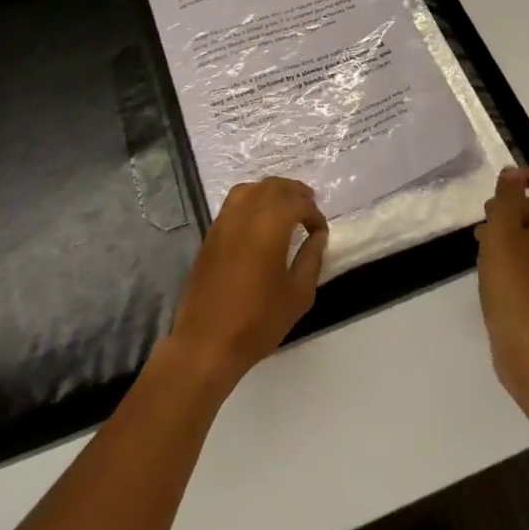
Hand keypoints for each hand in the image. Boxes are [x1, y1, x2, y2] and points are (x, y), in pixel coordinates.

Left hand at [165, 178, 328, 391]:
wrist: (206, 342)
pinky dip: (251, 200)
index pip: (297, 204)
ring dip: (271, 191)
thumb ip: (311, 259)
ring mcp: (223, 222)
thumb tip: (318, 236)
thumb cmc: (258, 321)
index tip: (321, 231)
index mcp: (269, 226)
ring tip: (285, 207)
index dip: (314, 214)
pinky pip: (233, 203)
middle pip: (272, 187)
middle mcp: (245, 215)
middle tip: (309, 205)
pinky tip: (260, 221)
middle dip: (294, 192)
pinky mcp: (210, 235)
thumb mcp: (298, 294)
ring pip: (249, 189)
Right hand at [476, 167, 528, 403]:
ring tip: (482, 237)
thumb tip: (514, 174)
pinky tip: (492, 263)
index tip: (507, 181)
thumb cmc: (516, 282)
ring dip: (514, 228)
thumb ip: (507, 198)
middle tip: (488, 211)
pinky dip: (517, 251)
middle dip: (518, 203)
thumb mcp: (503, 231)